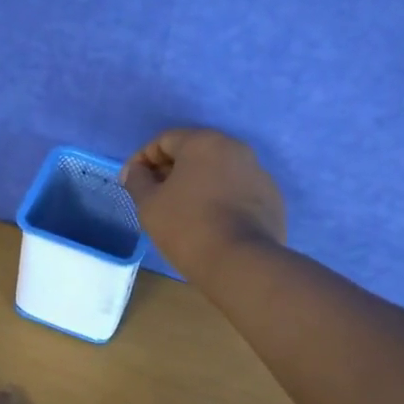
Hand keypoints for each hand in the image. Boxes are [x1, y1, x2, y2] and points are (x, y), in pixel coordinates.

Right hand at [121, 128, 287, 279]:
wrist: (241, 263)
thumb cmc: (188, 227)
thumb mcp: (149, 205)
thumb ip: (137, 181)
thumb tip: (134, 170)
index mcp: (205, 142)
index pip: (165, 140)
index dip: (143, 160)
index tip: (132, 182)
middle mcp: (236, 149)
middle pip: (195, 153)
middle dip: (171, 171)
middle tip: (155, 197)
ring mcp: (259, 174)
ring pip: (219, 173)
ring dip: (197, 185)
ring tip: (182, 212)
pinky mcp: (272, 200)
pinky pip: (238, 192)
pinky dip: (221, 200)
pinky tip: (211, 223)